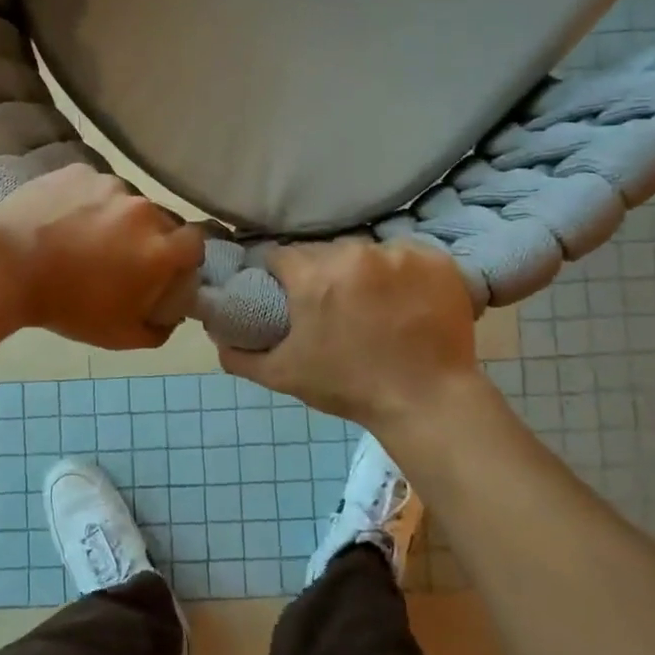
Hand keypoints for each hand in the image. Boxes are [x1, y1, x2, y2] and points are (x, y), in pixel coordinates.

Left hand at [0, 165, 204, 348]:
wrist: (5, 268)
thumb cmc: (66, 306)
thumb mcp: (118, 336)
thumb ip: (158, 330)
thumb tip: (170, 318)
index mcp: (159, 248)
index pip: (196, 242)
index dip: (184, 256)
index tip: (166, 268)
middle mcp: (142, 209)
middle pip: (161, 221)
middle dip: (149, 238)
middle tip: (120, 257)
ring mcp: (109, 184)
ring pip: (126, 201)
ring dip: (116, 217)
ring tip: (84, 236)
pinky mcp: (78, 170)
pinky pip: (93, 186)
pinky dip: (86, 201)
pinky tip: (62, 219)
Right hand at [218, 239, 483, 430]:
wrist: (427, 402)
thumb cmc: (350, 388)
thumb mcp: (284, 376)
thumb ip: (240, 356)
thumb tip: (217, 336)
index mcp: (314, 277)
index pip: (282, 256)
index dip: (280, 275)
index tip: (288, 294)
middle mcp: (355, 254)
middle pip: (325, 251)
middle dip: (322, 273)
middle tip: (332, 305)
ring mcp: (400, 255)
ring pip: (366, 251)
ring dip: (363, 271)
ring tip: (373, 304)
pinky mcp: (437, 261)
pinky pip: (407, 256)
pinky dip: (403, 273)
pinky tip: (406, 300)